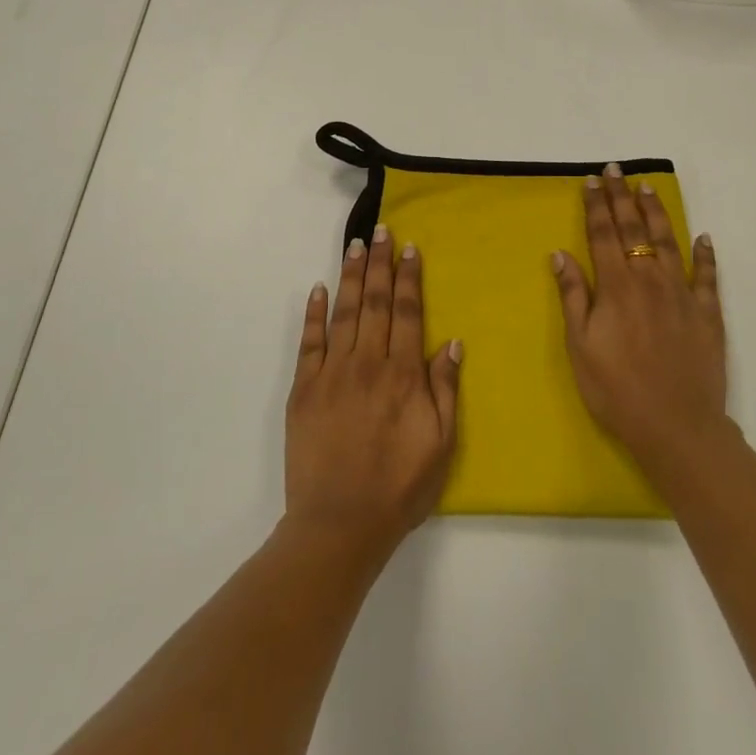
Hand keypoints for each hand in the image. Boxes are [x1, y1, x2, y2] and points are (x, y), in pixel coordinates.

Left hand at [286, 224, 461, 562]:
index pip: (407, 313)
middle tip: (381, 231)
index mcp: (402, 374)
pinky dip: (313, 314)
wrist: (340, 523)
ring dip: (349, 276)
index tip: (410, 248)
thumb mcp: (440, 444)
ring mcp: (331, 373)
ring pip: (343, 313)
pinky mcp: (303, 389)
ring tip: (355, 246)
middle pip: (374, 302)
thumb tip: (451, 343)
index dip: (409, 278)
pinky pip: (308, 342)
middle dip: (379, 264)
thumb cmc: (399, 487)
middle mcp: (367, 363)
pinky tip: (316, 289)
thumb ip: (445, 390)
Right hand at [552, 165, 727, 478]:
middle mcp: (650, 280)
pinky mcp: (708, 314)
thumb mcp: (580, 346)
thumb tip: (560, 254)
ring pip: (669, 242)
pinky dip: (706, 254)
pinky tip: (703, 237)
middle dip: (622, 198)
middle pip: (634, 230)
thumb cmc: (616, 389)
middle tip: (616, 170)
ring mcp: (683, 295)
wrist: (676, 426)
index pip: (603, 235)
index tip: (592, 180)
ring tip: (649, 188)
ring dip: (657, 213)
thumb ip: (573, 296)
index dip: (596, 206)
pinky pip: (708, 276)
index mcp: (616, 287)